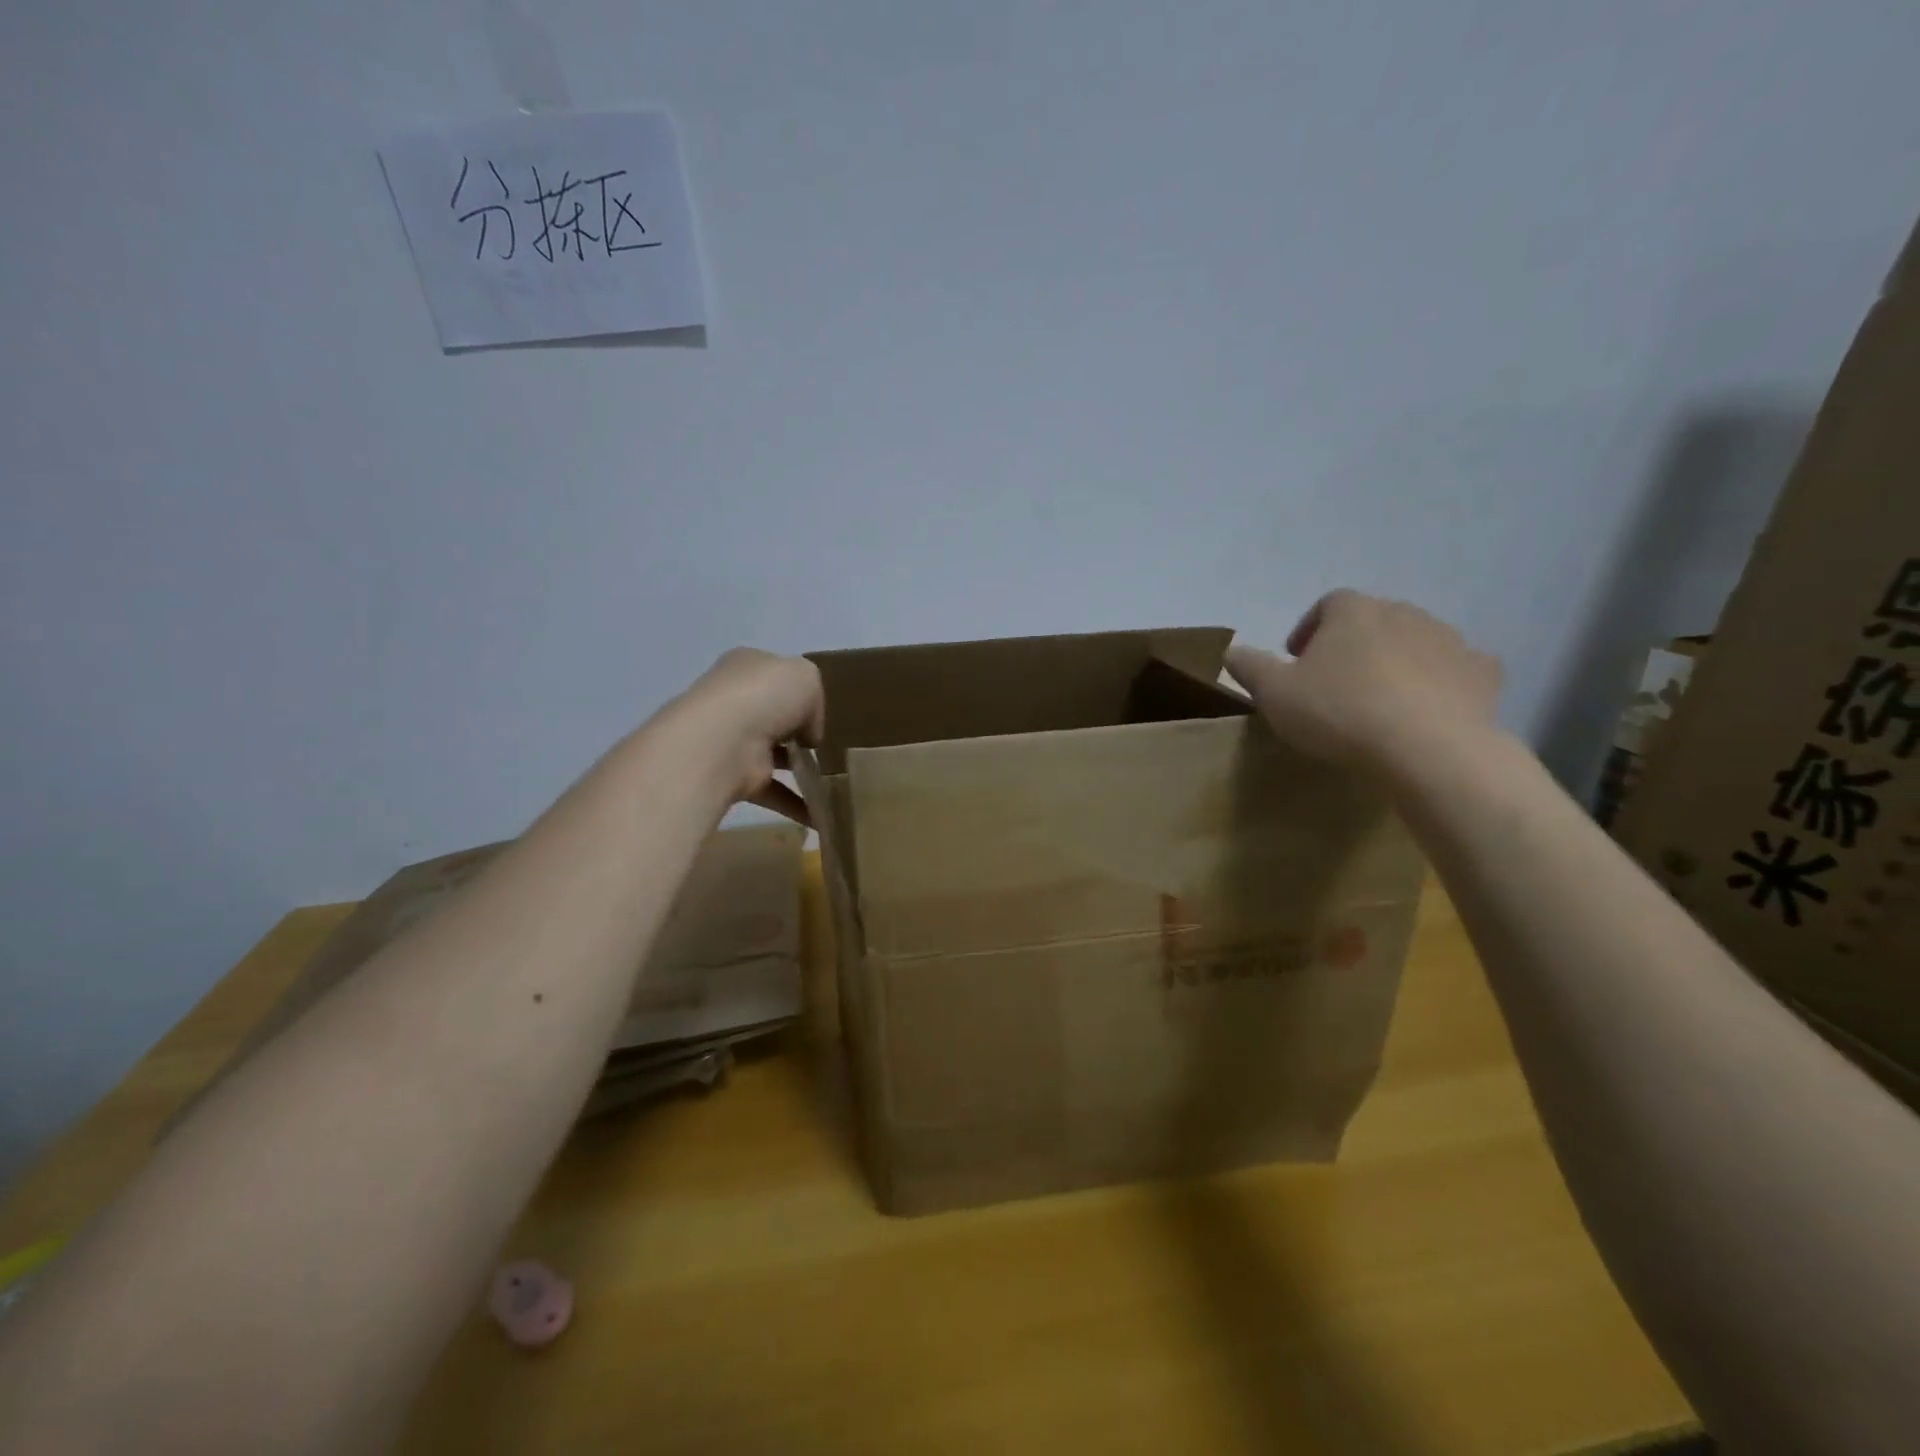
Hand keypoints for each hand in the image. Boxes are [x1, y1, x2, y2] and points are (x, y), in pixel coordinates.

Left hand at [665, 648, 824, 821]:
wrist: (724, 740)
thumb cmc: (765, 696)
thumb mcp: (807, 678)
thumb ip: (814, 701)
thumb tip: (808, 733)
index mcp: (747, 666)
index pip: (776, 676)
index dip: (800, 692)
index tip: (821, 712)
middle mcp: (734, 700)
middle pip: (772, 714)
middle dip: (797, 731)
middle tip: (826, 745)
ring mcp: (731, 740)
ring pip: (772, 753)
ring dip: (799, 768)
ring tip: (831, 780)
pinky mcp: (734, 776)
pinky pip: (772, 790)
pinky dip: (794, 803)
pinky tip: (819, 813)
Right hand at [1224, 590, 1501, 772]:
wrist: (1427, 749)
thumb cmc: (1339, 712)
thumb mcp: (1273, 694)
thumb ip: (1250, 667)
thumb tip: (1231, 651)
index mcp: (1352, 612)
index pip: (1327, 604)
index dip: (1309, 629)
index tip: (1297, 661)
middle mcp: (1403, 613)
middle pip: (1373, 620)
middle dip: (1353, 644)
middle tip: (1334, 683)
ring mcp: (1449, 640)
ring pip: (1416, 642)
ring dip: (1396, 662)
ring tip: (1378, 701)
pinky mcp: (1483, 673)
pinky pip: (1456, 670)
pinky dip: (1441, 683)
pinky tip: (1426, 712)